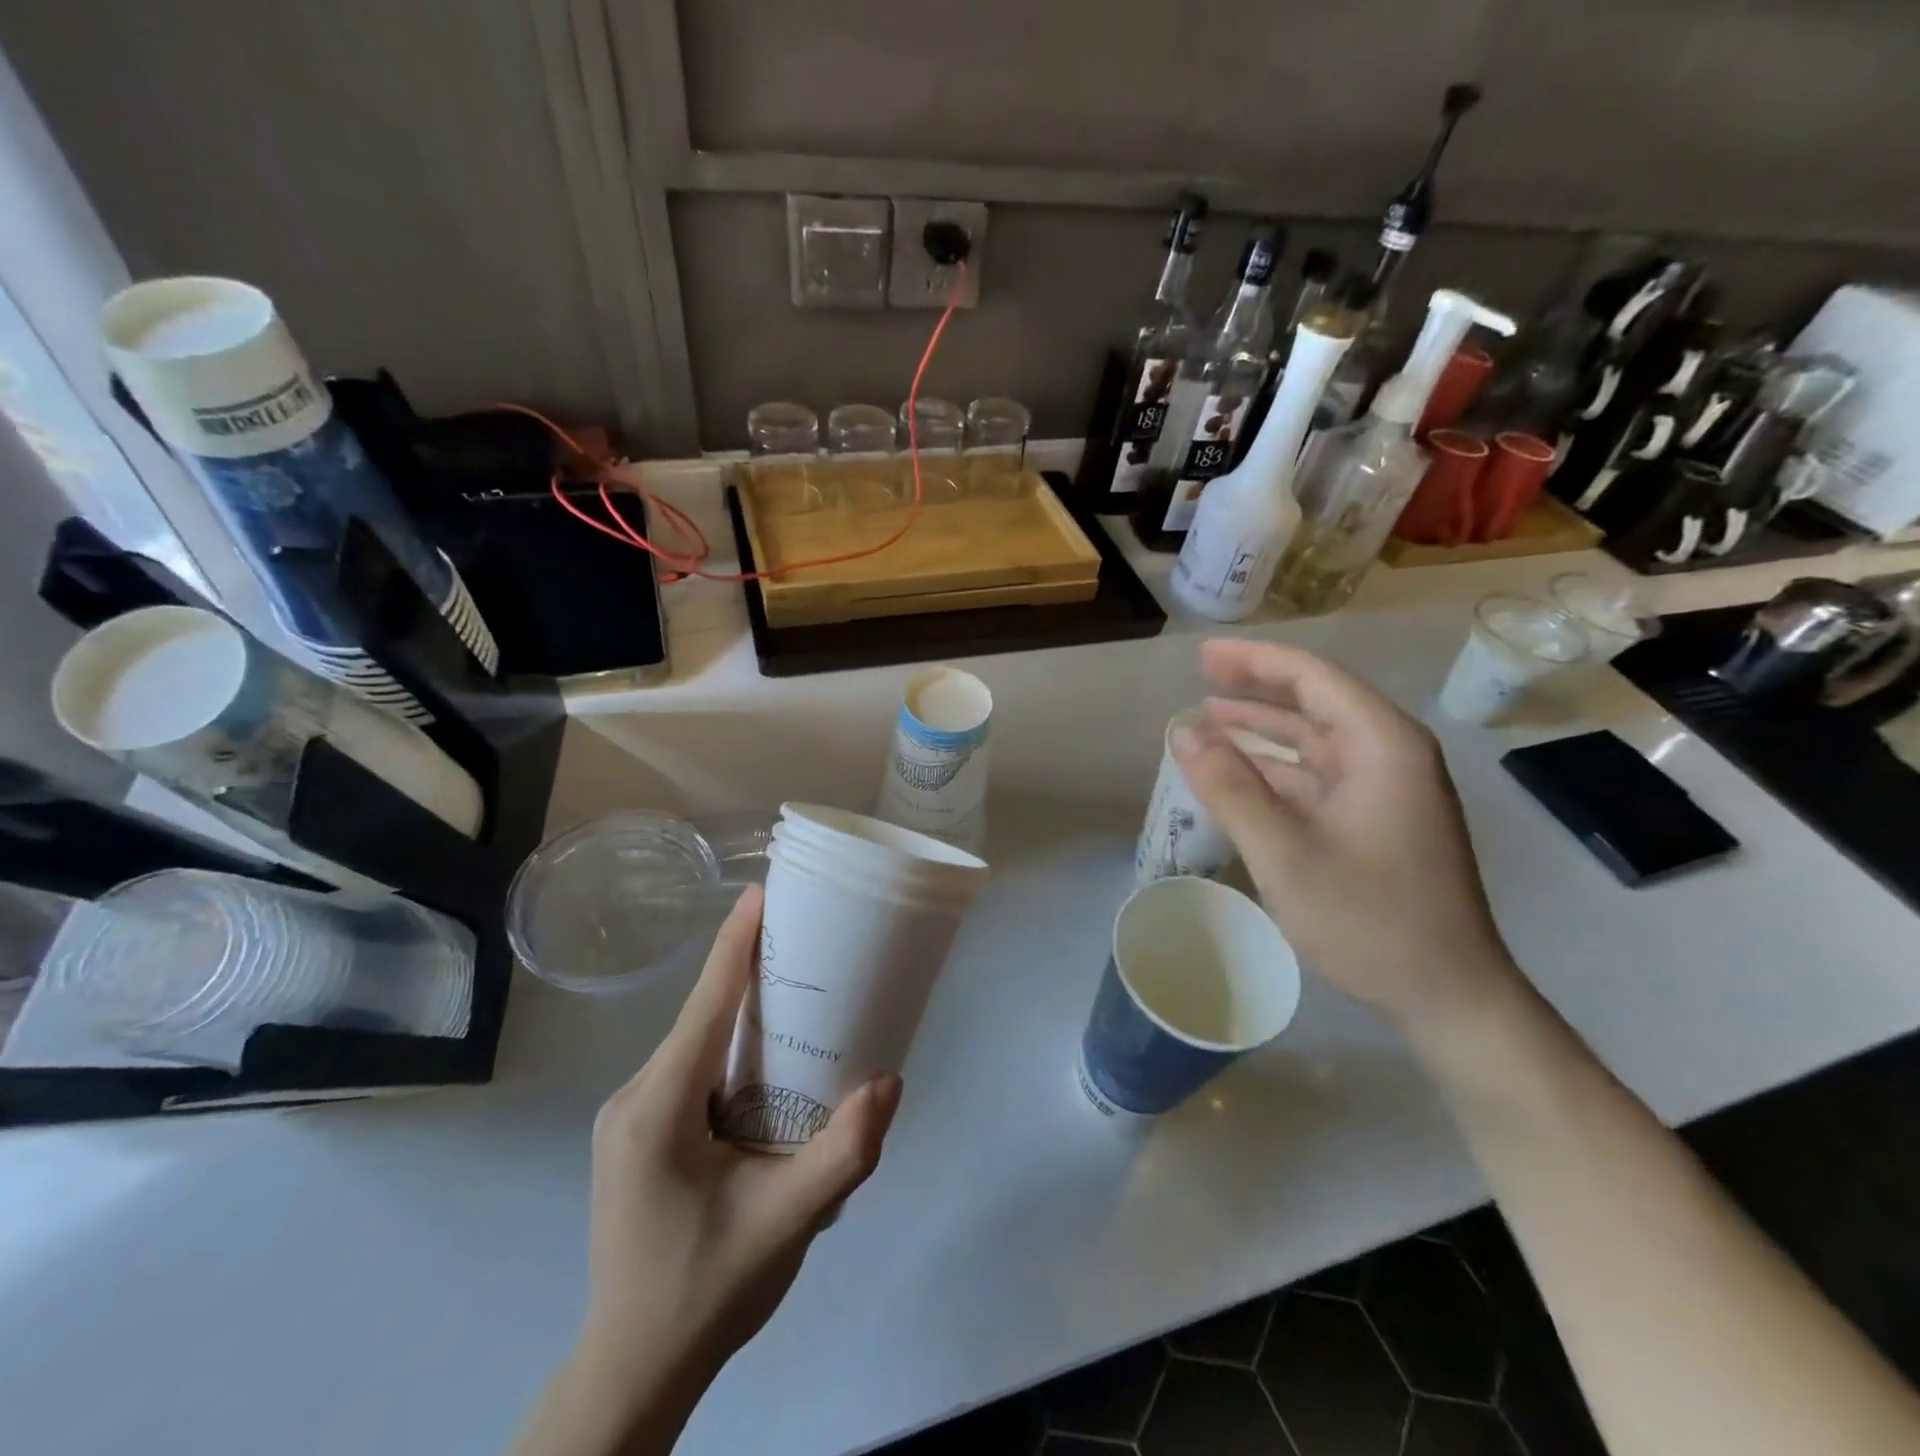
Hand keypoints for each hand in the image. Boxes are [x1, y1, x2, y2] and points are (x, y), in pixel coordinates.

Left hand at [539, 886, 900, 1454]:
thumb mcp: (787, 1224)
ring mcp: (630, 1117)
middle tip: (808, 941)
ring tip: (800, 991)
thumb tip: (889, 1080)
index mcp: (657, 1109)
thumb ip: (843, 1153)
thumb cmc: (706, 1293)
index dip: (734, 946)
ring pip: (695, 1043)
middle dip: (750, 973)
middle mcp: (634, 1099)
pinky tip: (769, 1059)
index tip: (762, 893)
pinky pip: (690, 1069)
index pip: (704, 1006)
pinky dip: (730, 1048)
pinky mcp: (639, 1133)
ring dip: (742, 1012)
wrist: (633, 1371)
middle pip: (701, 1017)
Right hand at [1171, 640, 1520, 1029]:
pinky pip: (1319, 775)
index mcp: (1382, 746)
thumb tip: (1182, 732)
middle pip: (1317, 701)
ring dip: (1264, 728)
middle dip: (1257, 686)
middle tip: (1201, 676)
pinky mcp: (1378, 818)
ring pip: (1316, 739)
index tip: (1202, 656)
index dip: (1255, 661)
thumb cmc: (1369, 919)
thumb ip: (1231, 788)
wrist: (1448, 994)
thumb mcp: (1286, 853)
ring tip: (1209, 718)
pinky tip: (1240, 773)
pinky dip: (1277, 767)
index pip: (1313, 678)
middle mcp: (1390, 754)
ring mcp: (1387, 788)